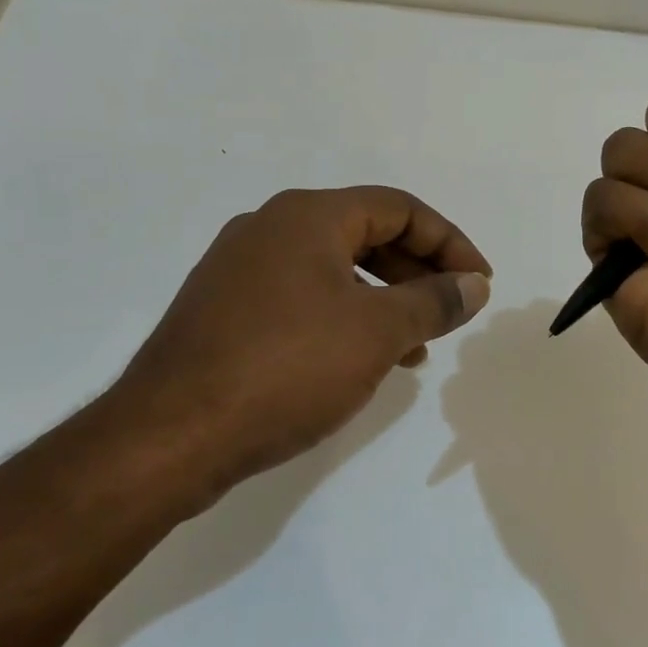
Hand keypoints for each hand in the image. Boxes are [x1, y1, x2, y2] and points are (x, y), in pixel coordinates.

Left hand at [94, 186, 492, 509]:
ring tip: (415, 347)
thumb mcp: (377, 333)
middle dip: (418, 272)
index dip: (450, 243)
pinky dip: (343, 317)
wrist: (168, 437)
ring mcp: (240, 268)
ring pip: (334, 269)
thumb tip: (474, 284)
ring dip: (384, 299)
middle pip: (366, 234)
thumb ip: (434, 302)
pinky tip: (359, 359)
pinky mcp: (224, 309)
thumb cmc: (286, 369)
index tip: (479, 284)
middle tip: (450, 312)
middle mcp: (271, 227)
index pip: (399, 209)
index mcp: (308, 215)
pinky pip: (302, 297)